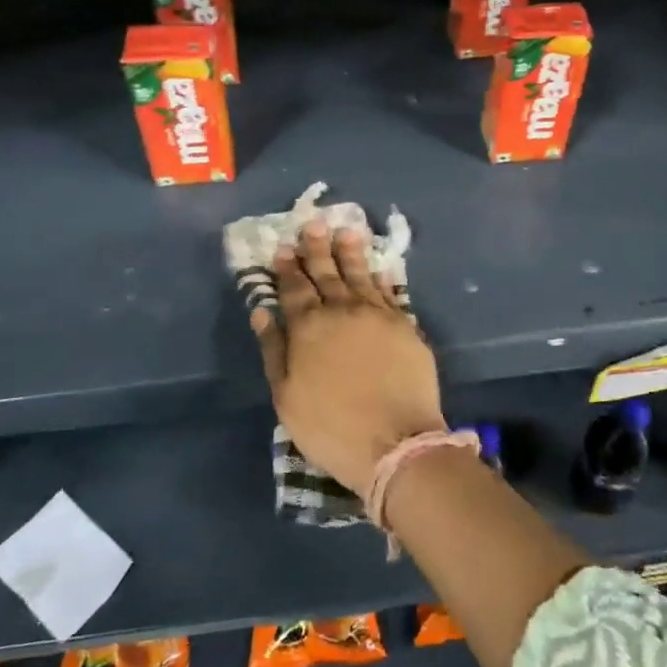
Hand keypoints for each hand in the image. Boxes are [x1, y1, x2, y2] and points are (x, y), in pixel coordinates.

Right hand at [250, 222, 443, 497]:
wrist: (395, 442)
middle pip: (327, 273)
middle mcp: (342, 311)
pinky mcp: (404, 326)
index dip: (288, 268)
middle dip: (317, 248)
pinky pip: (389, 292)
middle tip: (313, 223)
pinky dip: (381, 277)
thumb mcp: (286, 395)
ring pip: (360, 275)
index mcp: (308, 327)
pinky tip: (378, 267)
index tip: (284, 247)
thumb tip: (262, 310)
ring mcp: (377, 315)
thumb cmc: (330, 426)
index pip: (294, 289)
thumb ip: (274, 349)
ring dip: (351, 252)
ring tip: (347, 230)